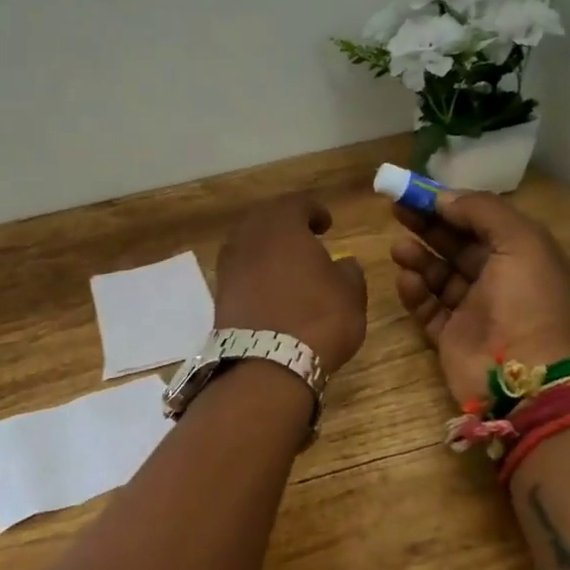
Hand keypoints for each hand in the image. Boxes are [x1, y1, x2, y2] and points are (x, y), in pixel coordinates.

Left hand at [215, 193, 368, 374]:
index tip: (326, 224)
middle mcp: (250, 237)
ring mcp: (229, 265)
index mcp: (282, 226)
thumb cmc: (317, 319)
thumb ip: (349, 271)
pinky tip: (269, 287)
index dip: (313, 210)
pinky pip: (239, 269)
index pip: (296, 203)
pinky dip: (254, 270)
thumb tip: (343, 263)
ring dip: (266, 247)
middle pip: (264, 218)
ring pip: (247, 242)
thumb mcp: (350, 294)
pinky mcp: (219, 294)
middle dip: (284, 224)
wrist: (266, 365)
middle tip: (303, 237)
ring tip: (286, 263)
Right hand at [391, 190, 569, 402]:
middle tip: (396, 209)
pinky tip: (406, 279)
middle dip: (428, 225)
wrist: (528, 380)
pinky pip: (428, 308)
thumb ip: (483, 211)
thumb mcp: (521, 241)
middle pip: (457, 244)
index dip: (451, 204)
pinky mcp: (452, 337)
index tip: (418, 191)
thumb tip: (444, 198)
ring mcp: (476, 311)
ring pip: (440, 275)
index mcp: (525, 255)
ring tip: (398, 248)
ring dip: (419, 257)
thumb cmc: (530, 302)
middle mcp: (501, 280)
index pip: (483, 221)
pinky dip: (415, 292)